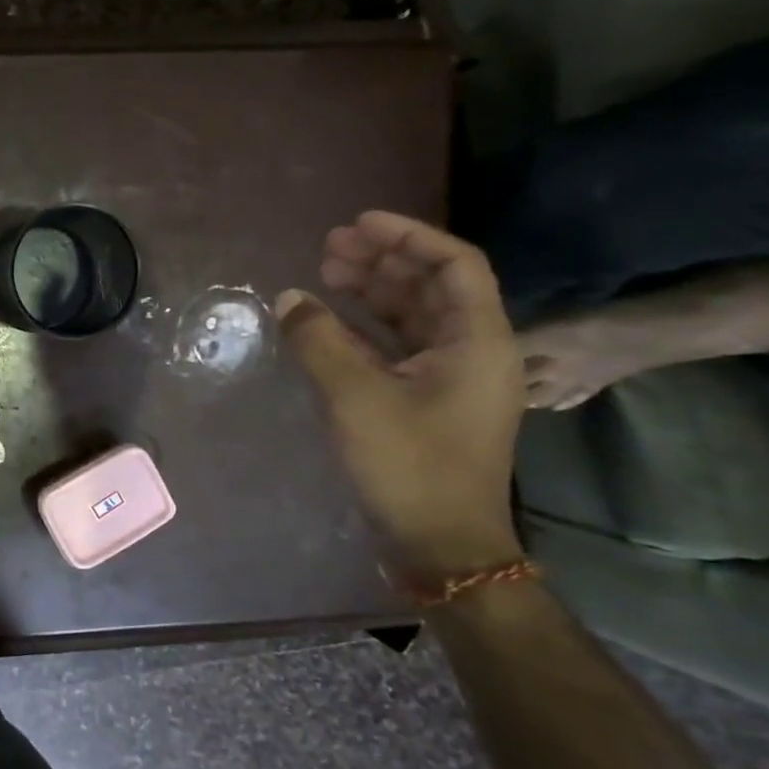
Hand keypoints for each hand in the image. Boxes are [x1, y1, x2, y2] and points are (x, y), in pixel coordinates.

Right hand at [278, 211, 525, 582]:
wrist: (440, 543)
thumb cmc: (408, 464)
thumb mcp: (355, 396)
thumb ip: (319, 340)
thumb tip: (290, 298)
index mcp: (477, 340)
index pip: (452, 265)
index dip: (406, 237)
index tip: (357, 224)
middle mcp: (472, 351)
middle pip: (429, 287)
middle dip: (381, 261)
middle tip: (329, 246)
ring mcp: (449, 380)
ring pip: (412, 317)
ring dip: (371, 292)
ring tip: (325, 273)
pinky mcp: (425, 403)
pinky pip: (395, 349)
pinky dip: (363, 330)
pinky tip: (327, 323)